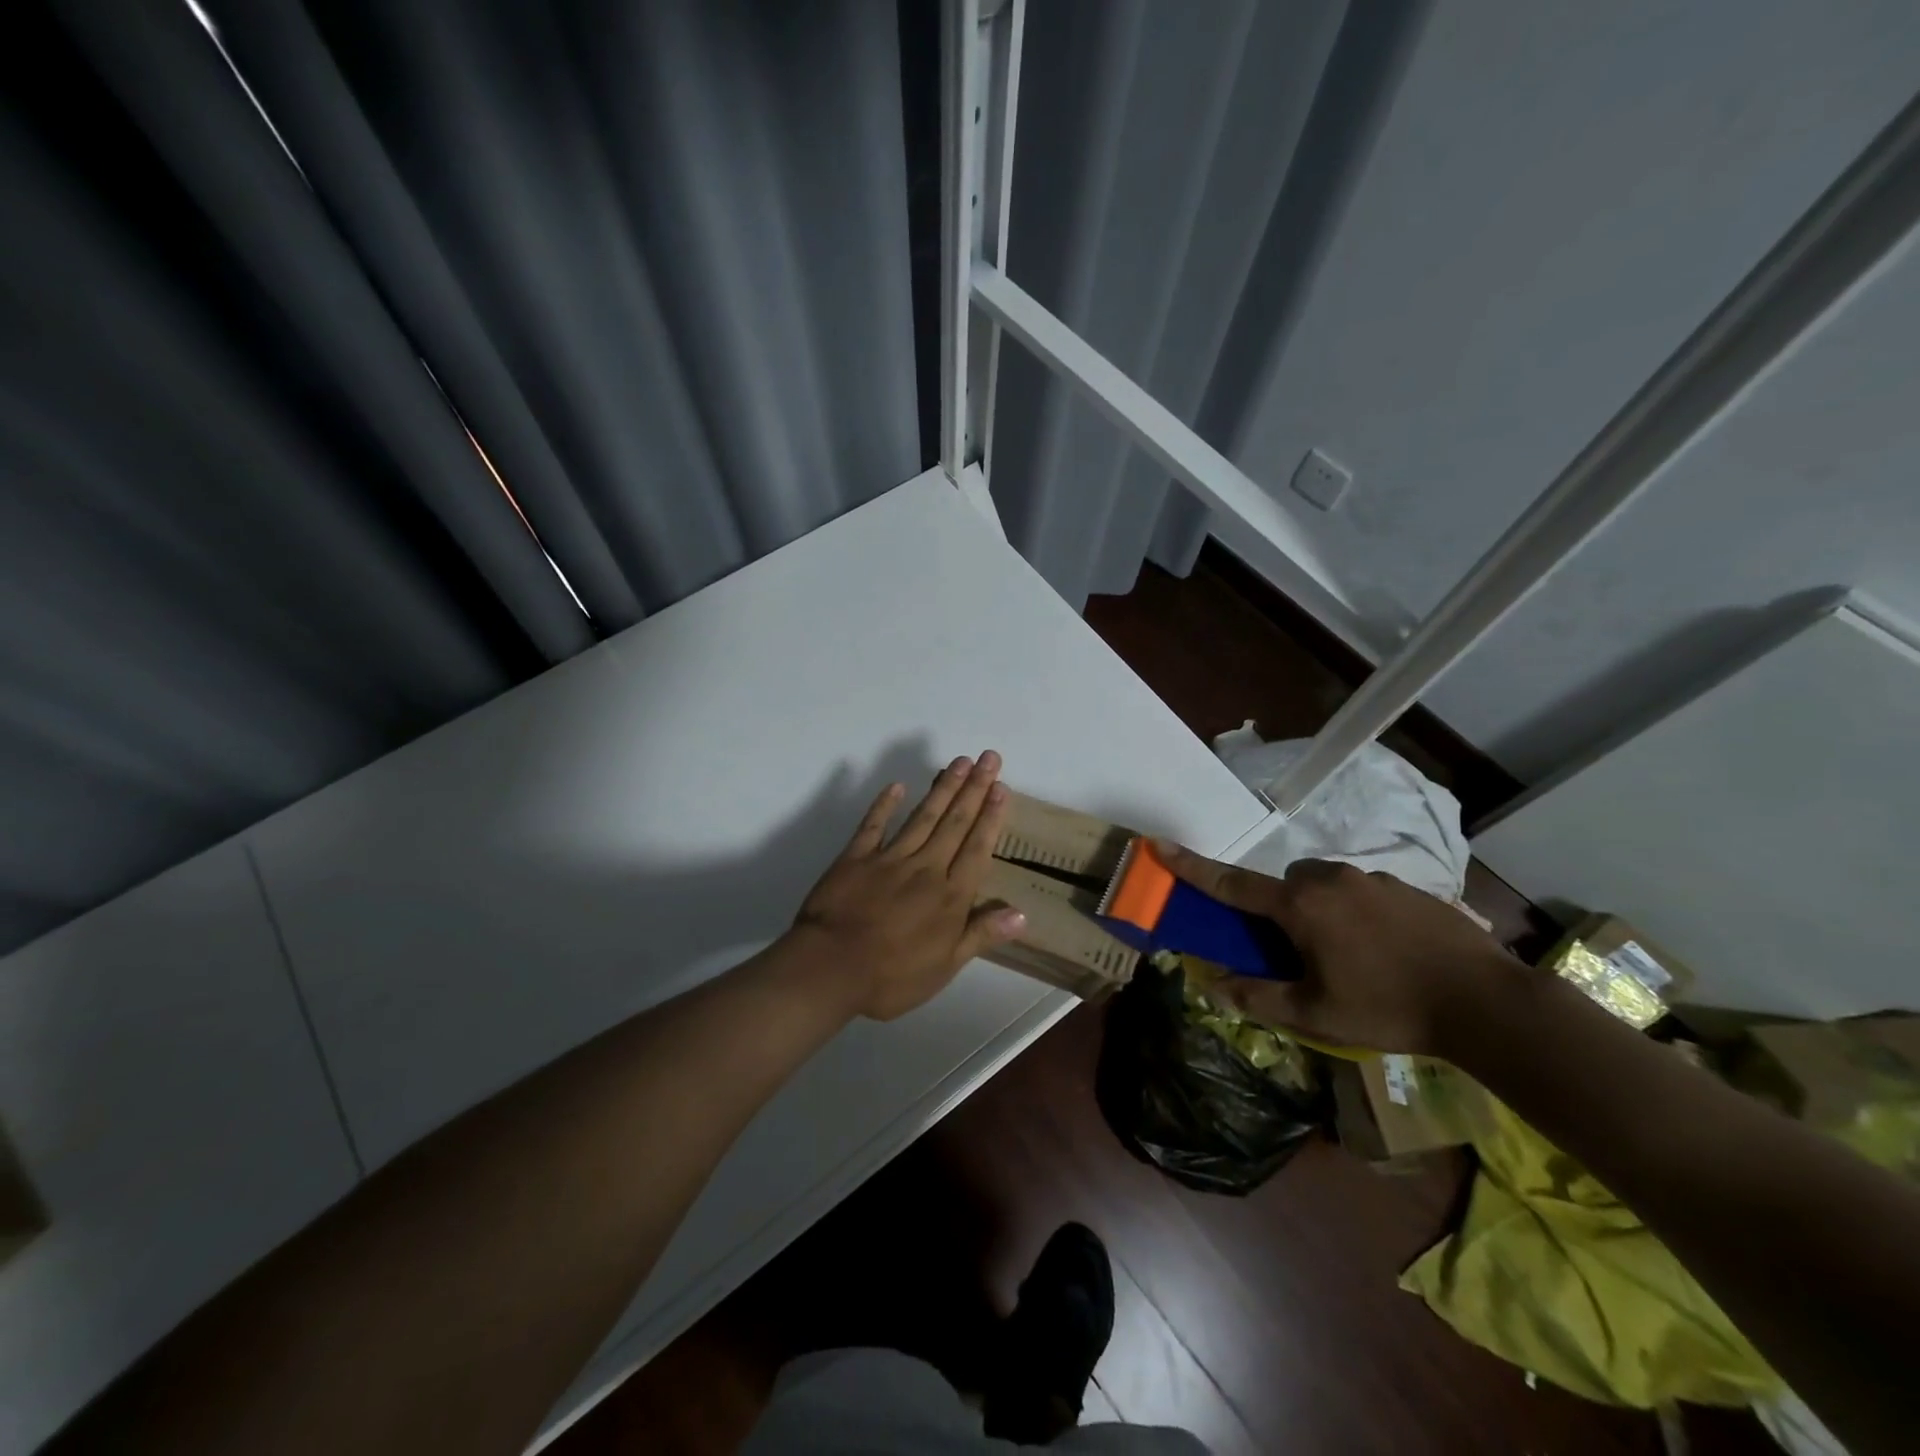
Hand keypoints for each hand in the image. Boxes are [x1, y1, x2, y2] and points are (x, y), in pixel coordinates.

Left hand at [789, 752, 1026, 1020]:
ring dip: (943, 788)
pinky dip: (884, 804)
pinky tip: (897, 786)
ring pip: (923, 816)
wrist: (830, 968)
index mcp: (950, 895)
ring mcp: (889, 858)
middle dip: (974, 789)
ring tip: (959, 762)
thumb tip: (1022, 913)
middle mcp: (926, 867)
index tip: (1001, 787)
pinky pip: (873, 825)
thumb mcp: (945, 967)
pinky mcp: (856, 857)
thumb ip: (981, 934)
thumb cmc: (892, 976)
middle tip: (988, 757)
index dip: (990, 817)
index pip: (977, 848)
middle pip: (955, 823)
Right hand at [1154, 844, 1521, 1054]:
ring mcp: (1374, 879)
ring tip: (1349, 956)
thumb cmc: (1389, 1007)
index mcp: (1301, 906)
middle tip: (1297, 951)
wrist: (1486, 1002)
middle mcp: (1331, 880)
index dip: (1192, 867)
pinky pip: (1363, 891)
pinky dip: (1358, 912)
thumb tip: (1213, 983)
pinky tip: (1386, 952)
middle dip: (1280, 908)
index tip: (1159, 845)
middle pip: (1285, 882)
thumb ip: (1258, 996)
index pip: (1233, 884)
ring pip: (1326, 884)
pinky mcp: (1409, 888)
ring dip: (1321, 909)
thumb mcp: (1316, 1014)